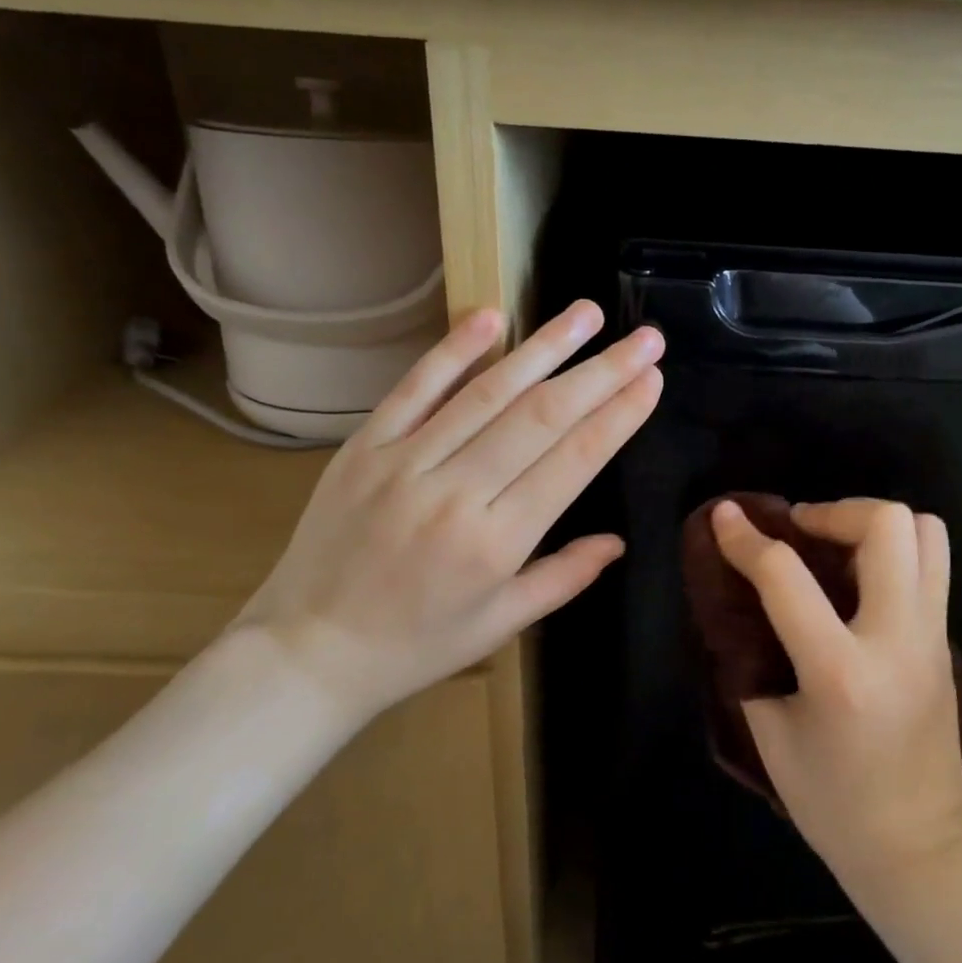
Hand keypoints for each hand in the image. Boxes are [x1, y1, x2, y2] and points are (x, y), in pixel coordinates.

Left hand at [235, 301, 662, 723]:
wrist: (310, 649)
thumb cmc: (416, 645)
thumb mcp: (500, 624)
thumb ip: (564, 577)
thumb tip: (618, 542)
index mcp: (496, 542)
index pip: (572, 462)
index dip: (617, 417)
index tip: (651, 380)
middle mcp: (456, 492)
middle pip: (542, 417)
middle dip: (601, 373)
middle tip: (645, 338)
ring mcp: (405, 462)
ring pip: (487, 392)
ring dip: (543, 347)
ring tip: (587, 313)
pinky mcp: (365, 447)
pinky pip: (414, 389)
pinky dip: (454, 350)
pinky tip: (493, 316)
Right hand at [711, 497, 961, 882]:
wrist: (919, 847)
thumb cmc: (833, 803)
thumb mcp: (771, 735)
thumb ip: (752, 662)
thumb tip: (738, 607)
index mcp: (840, 672)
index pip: (786, 578)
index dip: (745, 539)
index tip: (724, 516)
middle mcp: (897, 639)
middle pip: (887, 526)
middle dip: (835, 510)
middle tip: (801, 532)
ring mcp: (932, 636)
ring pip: (927, 533)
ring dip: (874, 523)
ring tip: (836, 547)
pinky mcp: (946, 640)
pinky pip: (932, 565)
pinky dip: (894, 550)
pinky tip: (858, 580)